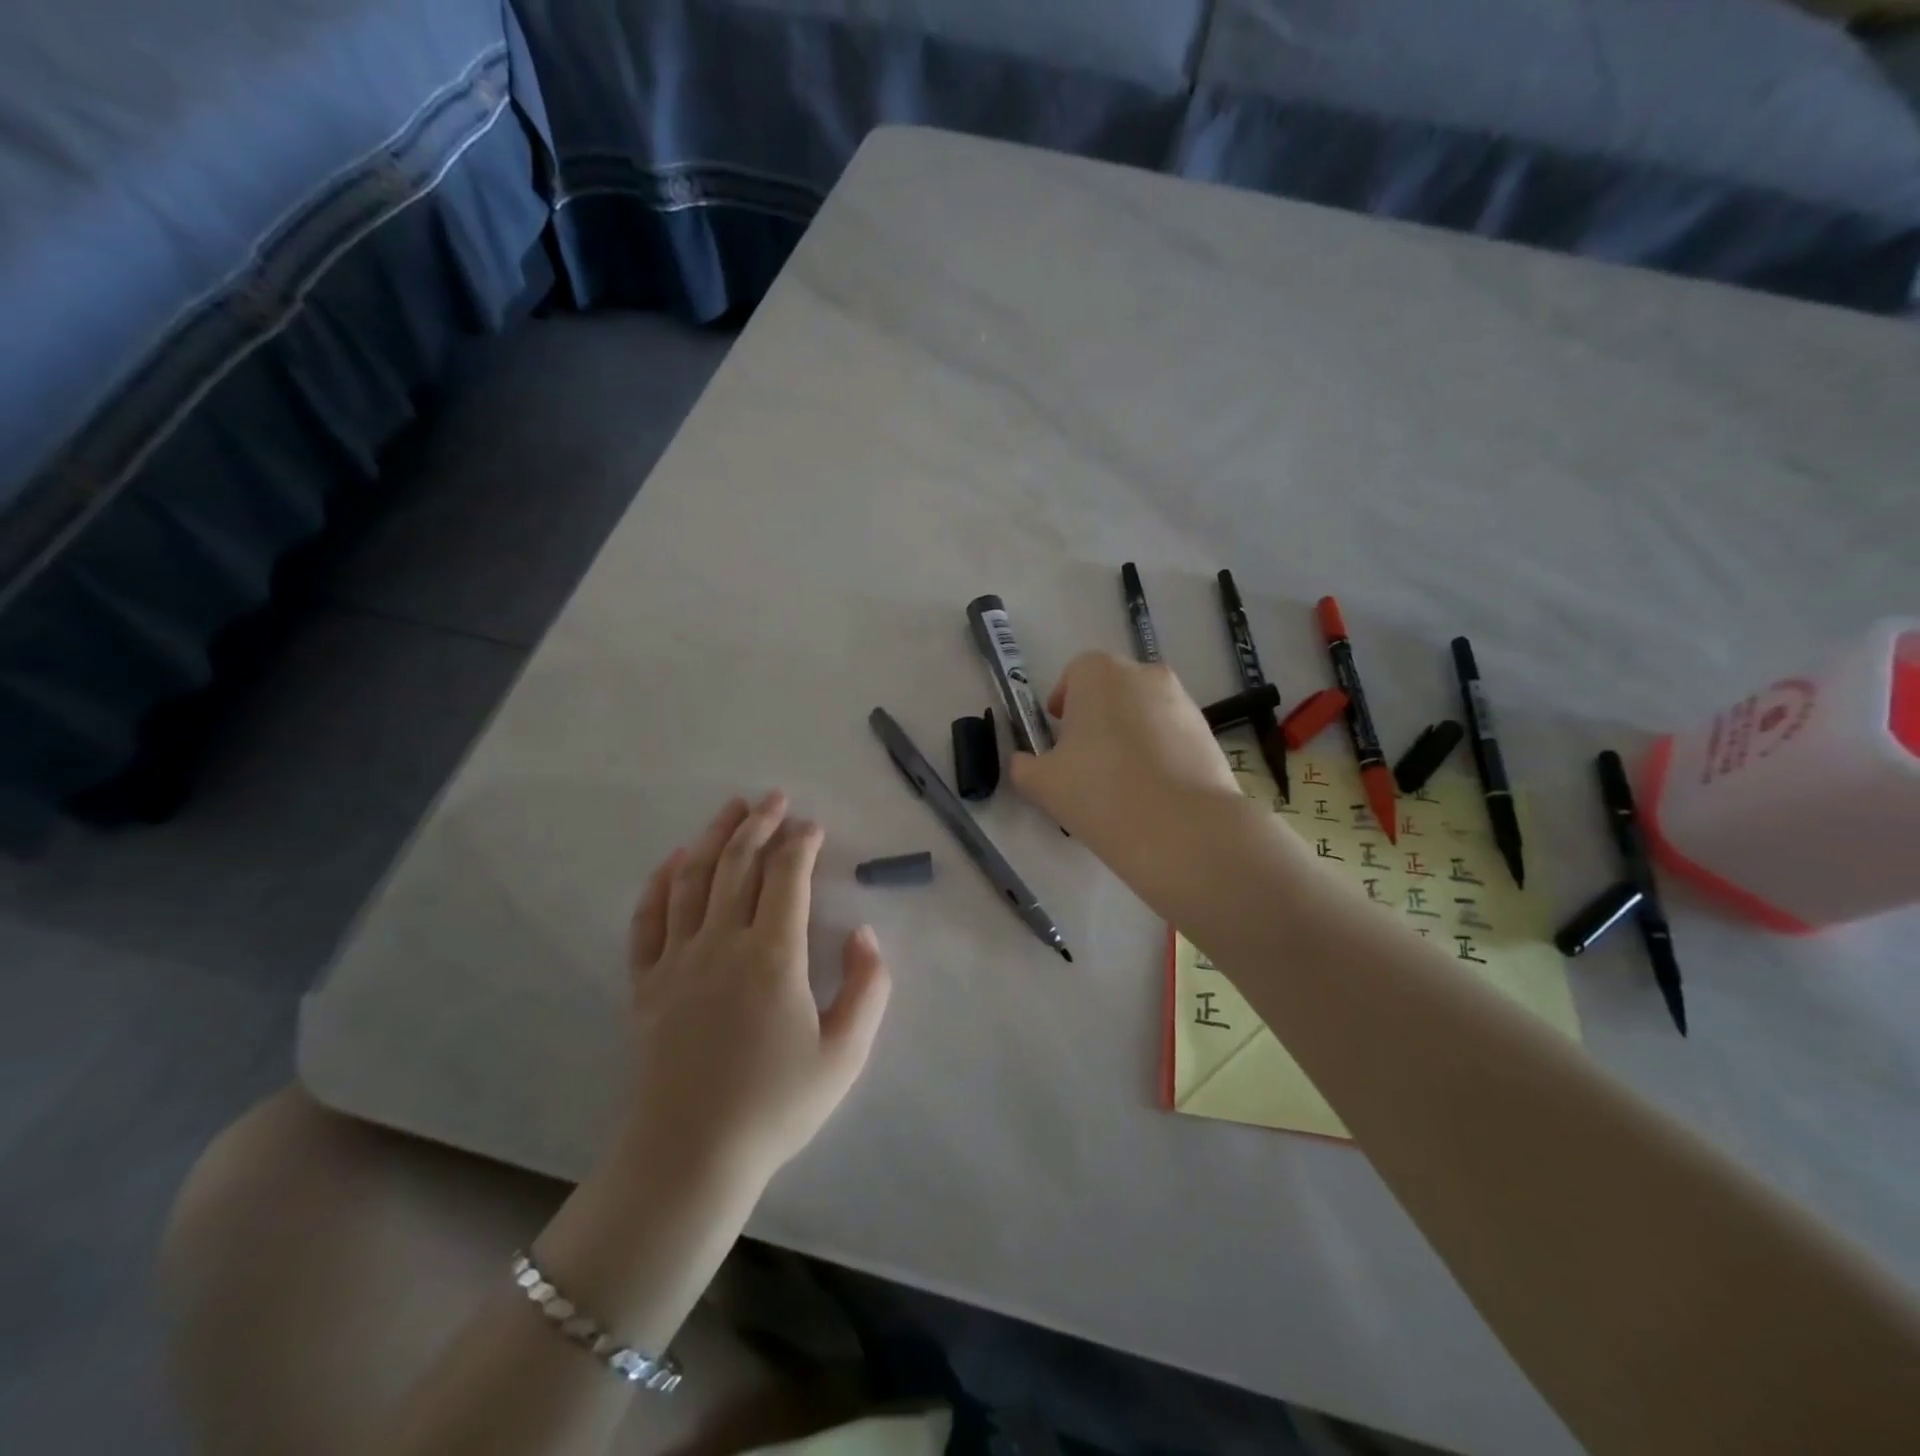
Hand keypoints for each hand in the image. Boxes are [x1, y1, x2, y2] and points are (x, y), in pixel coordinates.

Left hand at [618, 793, 890, 1185]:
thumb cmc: (776, 1106)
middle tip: (775, 797)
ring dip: (715, 837)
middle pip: (738, 864)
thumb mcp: (845, 1053)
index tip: (813, 827)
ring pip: (693, 879)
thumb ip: (868, 987)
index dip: (801, 843)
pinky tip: (674, 861)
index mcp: (773, 955)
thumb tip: (864, 934)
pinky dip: (660, 883)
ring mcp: (677, 960)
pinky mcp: (646, 984)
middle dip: (760, 824)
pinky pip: (648, 920)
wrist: (690, 1157)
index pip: (787, 877)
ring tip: (732, 808)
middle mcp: (721, 942)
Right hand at [1009, 652, 1243, 877]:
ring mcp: (1182, 701)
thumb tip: (1024, 762)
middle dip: (1097, 717)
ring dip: (1130, 734)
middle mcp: (1144, 674)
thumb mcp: (1042, 784)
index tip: (1059, 737)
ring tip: (1123, 781)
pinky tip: (1153, 792)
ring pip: (1144, 711)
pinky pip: (1172, 734)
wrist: (1182, 829)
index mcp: (1099, 673)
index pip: (1075, 674)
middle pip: (1112, 689)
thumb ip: (1024, 766)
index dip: (1064, 703)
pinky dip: (1160, 752)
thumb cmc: (1100, 792)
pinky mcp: (1208, 732)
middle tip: (1087, 761)